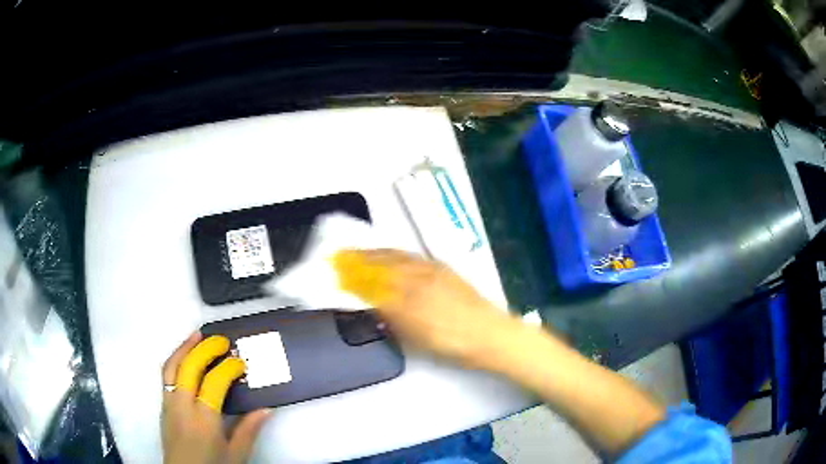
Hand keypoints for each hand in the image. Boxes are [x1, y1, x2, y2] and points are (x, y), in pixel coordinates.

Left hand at [161, 332, 270, 463]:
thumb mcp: (236, 454)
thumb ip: (248, 430)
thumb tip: (266, 408)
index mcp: (204, 419)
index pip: (215, 382)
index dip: (229, 368)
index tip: (241, 363)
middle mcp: (183, 406)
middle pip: (189, 367)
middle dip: (206, 349)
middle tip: (222, 341)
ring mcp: (169, 404)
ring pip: (172, 366)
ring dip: (184, 347)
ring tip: (197, 335)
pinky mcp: (163, 406)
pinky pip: (166, 375)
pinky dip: (175, 360)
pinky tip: (184, 358)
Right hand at [334, 249, 522, 367]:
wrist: (489, 334)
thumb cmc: (452, 344)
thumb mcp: (416, 338)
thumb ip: (391, 318)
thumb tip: (370, 302)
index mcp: (408, 299)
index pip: (371, 284)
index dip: (351, 278)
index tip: (334, 273)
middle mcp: (416, 278)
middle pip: (380, 265)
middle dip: (357, 259)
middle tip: (339, 256)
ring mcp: (430, 270)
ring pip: (395, 256)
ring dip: (373, 253)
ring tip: (357, 252)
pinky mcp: (441, 268)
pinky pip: (410, 255)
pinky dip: (393, 253)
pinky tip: (389, 255)